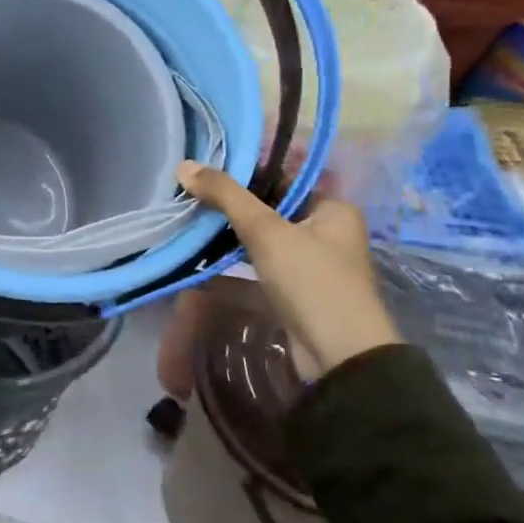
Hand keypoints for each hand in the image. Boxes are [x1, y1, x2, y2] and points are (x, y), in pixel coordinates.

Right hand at [177, 162, 399, 377]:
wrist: (339, 356)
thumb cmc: (311, 281)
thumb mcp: (266, 231)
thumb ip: (226, 196)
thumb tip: (184, 166)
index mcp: (334, 209)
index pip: (284, 178)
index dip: (245, 173)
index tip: (205, 171)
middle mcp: (328, 233)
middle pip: (271, 209)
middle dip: (232, 206)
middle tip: (191, 196)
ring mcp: (313, 265)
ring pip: (264, 240)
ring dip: (230, 235)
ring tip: (191, 222)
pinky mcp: (297, 293)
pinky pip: (260, 267)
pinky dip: (235, 264)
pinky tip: (203, 260)